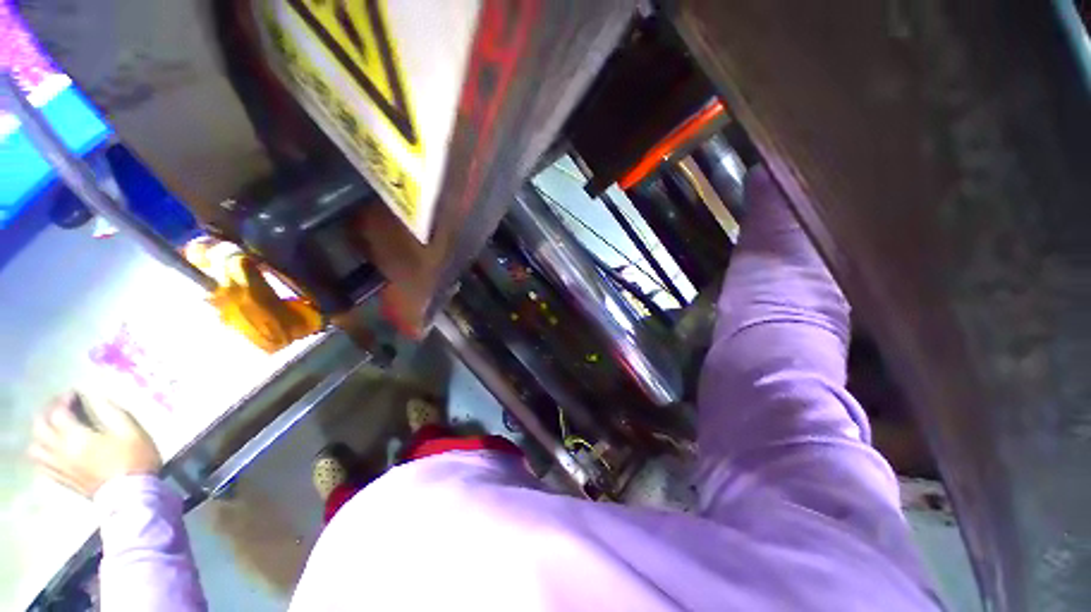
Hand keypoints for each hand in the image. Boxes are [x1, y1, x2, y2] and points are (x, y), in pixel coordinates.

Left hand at [29, 392, 161, 497]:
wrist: (133, 494)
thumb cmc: (134, 458)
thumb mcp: (131, 430)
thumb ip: (112, 411)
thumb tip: (98, 397)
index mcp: (77, 437)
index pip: (58, 412)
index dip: (64, 399)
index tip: (75, 394)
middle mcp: (61, 450)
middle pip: (40, 428)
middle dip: (46, 413)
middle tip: (59, 407)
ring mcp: (60, 467)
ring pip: (36, 448)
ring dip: (40, 434)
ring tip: (51, 428)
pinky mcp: (63, 479)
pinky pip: (42, 466)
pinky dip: (42, 454)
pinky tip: (52, 451)